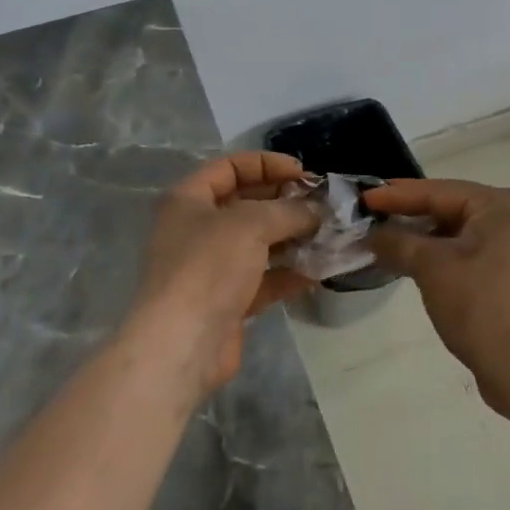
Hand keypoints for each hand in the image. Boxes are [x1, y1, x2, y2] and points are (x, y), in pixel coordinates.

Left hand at [128, 152, 319, 396]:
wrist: (181, 345)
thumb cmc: (208, 266)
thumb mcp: (251, 224)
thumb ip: (288, 211)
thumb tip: (315, 211)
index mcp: (188, 199)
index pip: (230, 167)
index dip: (267, 164)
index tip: (304, 173)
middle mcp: (196, 228)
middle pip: (245, 203)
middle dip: (285, 202)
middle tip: (322, 205)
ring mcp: (210, 267)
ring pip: (257, 243)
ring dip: (291, 237)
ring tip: (328, 235)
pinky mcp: (225, 301)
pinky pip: (262, 278)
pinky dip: (288, 273)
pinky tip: (319, 271)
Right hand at [364, 179, 509, 446]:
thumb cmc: (482, 307)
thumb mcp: (432, 268)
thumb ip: (397, 242)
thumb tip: (372, 234)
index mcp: (502, 205)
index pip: (438, 191)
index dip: (396, 195)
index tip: (363, 198)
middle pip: (451, 209)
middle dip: (410, 216)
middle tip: (371, 219)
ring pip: (460, 234)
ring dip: (424, 239)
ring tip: (387, 243)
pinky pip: (472, 254)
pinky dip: (444, 257)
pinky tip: (417, 265)